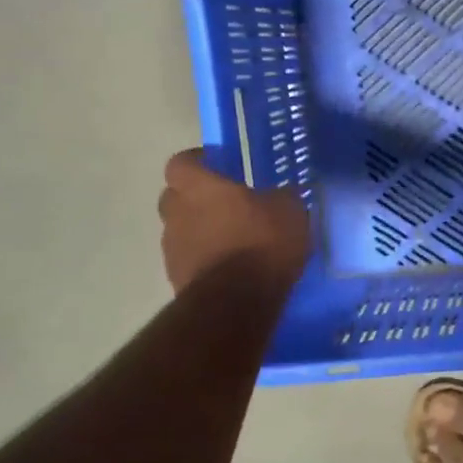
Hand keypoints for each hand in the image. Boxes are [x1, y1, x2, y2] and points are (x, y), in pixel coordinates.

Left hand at [157, 149, 311, 294]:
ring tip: (231, 239)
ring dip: (200, 230)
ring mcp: (173, 248)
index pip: (181, 163)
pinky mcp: (176, 278)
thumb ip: (280, 197)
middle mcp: (178, 213)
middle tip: (224, 202)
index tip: (215, 164)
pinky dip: (204, 258)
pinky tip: (230, 266)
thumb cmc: (262, 242)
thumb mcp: (289, 210)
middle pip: (174, 196)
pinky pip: (189, 259)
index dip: (196, 162)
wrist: (236, 301)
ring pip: (181, 229)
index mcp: (200, 187)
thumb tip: (281, 195)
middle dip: (194, 197)